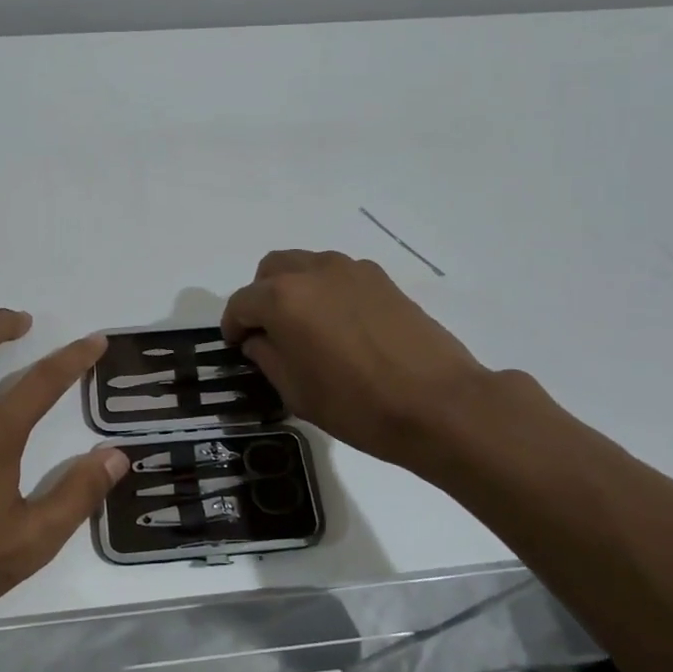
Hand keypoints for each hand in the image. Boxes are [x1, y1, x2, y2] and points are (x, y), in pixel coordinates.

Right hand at [221, 250, 493, 471]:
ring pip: (305, 266)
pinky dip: (325, 291)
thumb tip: (259, 340)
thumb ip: (267, 356)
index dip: (233, 326)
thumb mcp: (296, 391)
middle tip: (268, 333)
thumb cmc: (357, 405)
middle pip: (270, 271)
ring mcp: (350, 270)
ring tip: (305, 327)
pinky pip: (337, 275)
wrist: (439, 404)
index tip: (237, 347)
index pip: (241, 303)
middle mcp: (313, 271)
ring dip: (293, 289)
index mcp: (283, 298)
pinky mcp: (381, 279)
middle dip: (260, 298)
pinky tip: (340, 326)